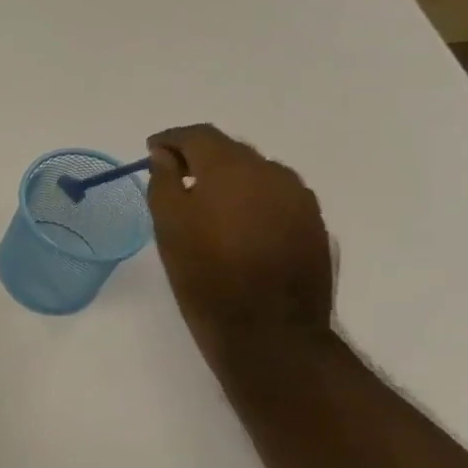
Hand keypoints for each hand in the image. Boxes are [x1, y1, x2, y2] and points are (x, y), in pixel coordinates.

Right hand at [147, 124, 334, 369]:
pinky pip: (276, 198)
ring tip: (208, 207)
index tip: (152, 150)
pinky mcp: (314, 224)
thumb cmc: (205, 277)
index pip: (199, 135)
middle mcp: (272, 172)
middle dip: (201, 158)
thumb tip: (165, 154)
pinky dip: (253, 202)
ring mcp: (299, 198)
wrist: (268, 332)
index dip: (172, 139)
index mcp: (231, 168)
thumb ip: (164, 181)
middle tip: (176, 178)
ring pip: (257, 174)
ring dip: (230, 181)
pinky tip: (239, 228)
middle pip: (231, 151)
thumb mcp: (169, 227)